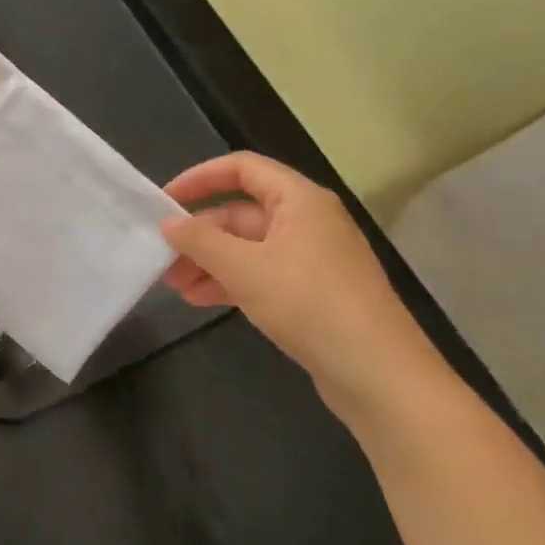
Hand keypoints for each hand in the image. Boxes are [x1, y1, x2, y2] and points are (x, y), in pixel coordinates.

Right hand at [160, 152, 446, 419]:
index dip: (199, 178)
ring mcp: (313, 259)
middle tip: (163, 255)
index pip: (242, 168)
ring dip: (209, 261)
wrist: (381, 376)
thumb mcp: (244, 268)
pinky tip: (200, 300)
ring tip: (175, 284)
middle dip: (199, 233)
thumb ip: (199, 240)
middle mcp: (308, 221)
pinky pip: (262, 274)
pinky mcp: (314, 293)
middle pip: (241, 212)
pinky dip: (231, 282)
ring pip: (248, 247)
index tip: (165, 201)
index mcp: (300, 200)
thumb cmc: (310, 304)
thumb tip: (168, 223)